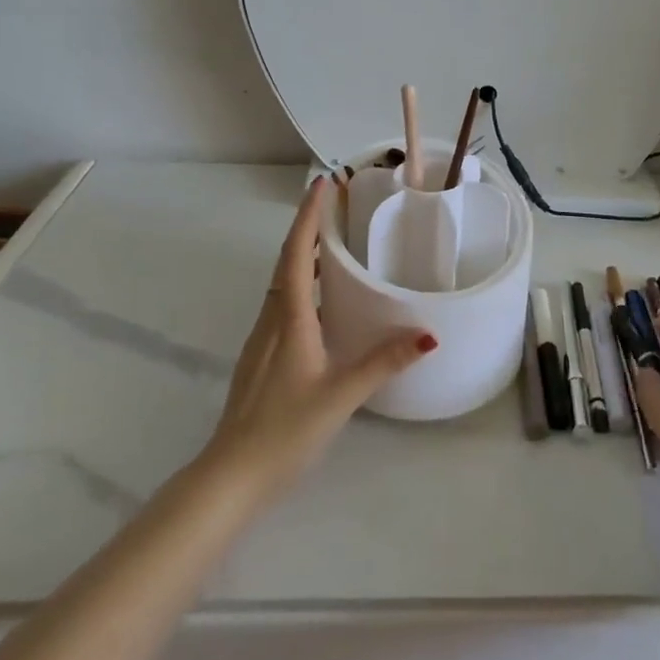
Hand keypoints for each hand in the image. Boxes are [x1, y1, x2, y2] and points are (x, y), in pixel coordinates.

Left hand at [200, 177, 434, 502]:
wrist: (231, 475)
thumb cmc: (284, 430)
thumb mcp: (340, 395)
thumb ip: (383, 363)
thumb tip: (427, 335)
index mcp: (289, 319)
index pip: (296, 254)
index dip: (308, 217)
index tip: (322, 184)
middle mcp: (271, 320)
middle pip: (287, 261)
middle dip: (308, 228)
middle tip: (336, 205)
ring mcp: (262, 339)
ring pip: (282, 283)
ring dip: (303, 256)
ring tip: (333, 243)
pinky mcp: (262, 357)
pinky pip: (282, 304)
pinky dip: (300, 284)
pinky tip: (321, 301)